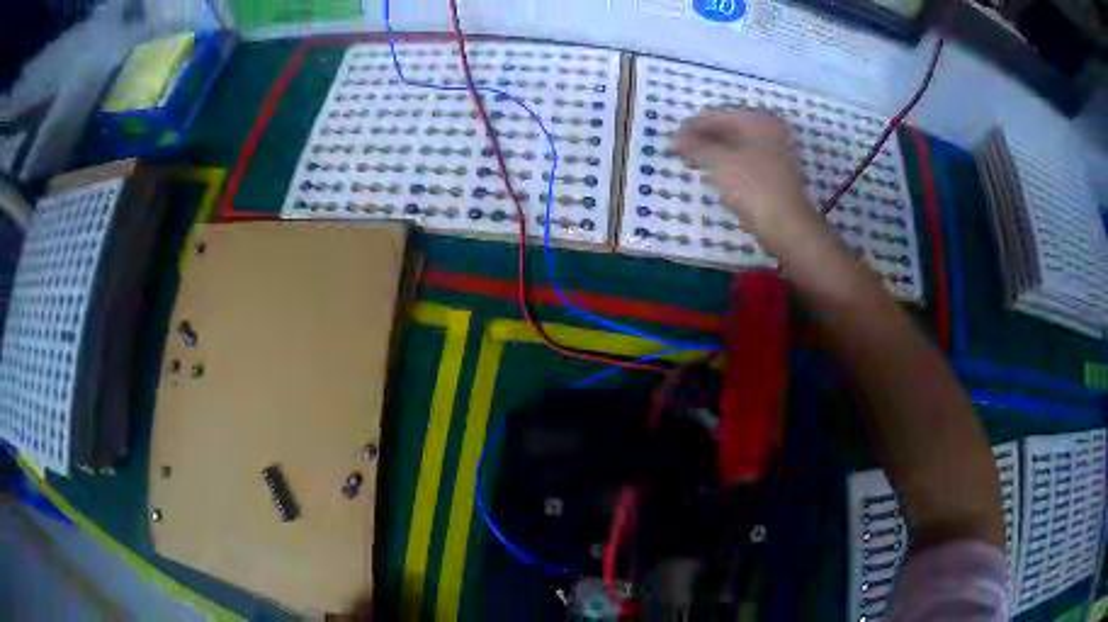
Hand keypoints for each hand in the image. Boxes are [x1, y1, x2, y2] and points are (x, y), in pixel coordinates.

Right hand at [673, 108, 820, 250]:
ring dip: (712, 157)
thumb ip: (695, 146)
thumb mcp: (720, 162)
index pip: (717, 116)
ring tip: (692, 165)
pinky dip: (727, 170)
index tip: (672, 142)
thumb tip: (675, 140)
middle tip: (680, 154)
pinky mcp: (772, 178)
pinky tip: (714, 180)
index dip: (692, 127)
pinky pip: (743, 166)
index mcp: (758, 122)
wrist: (786, 227)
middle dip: (702, 142)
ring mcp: (773, 156)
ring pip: (735, 150)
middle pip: (727, 132)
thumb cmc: (754, 187)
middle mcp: (768, 133)